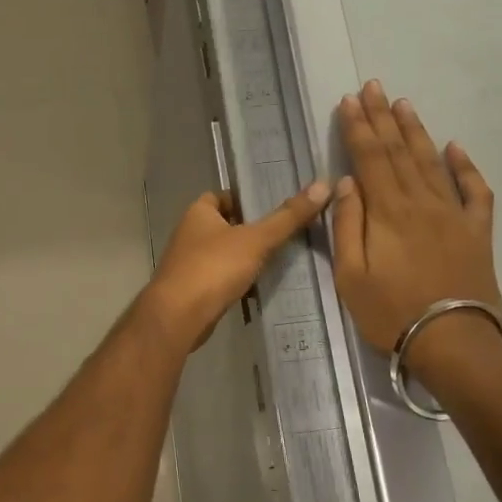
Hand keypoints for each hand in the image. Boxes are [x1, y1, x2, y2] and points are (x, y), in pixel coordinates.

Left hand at [143, 183, 332, 351]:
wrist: (178, 316)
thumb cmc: (213, 268)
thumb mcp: (256, 240)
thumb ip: (287, 217)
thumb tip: (322, 185)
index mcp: (198, 213)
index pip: (222, 196)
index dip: (245, 199)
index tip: (274, 206)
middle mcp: (189, 233)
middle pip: (224, 225)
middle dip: (250, 230)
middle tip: (285, 233)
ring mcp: (188, 262)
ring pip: (222, 253)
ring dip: (244, 257)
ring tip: (279, 259)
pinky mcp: (192, 289)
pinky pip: (219, 278)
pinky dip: (237, 280)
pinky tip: (259, 286)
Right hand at [331, 81, 501, 378]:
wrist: (453, 343)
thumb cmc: (390, 312)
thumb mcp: (351, 275)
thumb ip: (347, 225)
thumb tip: (348, 182)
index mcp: (387, 212)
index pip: (369, 158)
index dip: (358, 128)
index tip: (349, 101)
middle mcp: (421, 202)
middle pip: (399, 152)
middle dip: (383, 118)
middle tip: (374, 87)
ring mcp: (453, 215)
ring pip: (431, 163)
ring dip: (416, 132)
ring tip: (404, 104)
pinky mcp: (477, 232)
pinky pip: (475, 192)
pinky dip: (466, 167)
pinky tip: (456, 148)